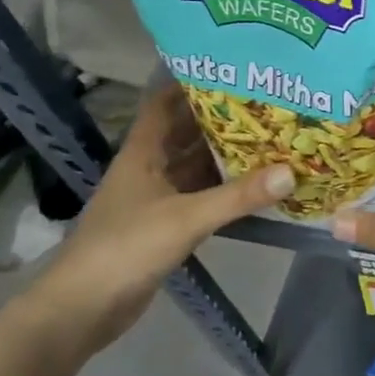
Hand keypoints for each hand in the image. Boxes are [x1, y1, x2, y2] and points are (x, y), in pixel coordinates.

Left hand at [20, 86, 291, 356]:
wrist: (83, 308)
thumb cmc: (125, 248)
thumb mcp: (186, 218)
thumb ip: (238, 196)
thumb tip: (291, 171)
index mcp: (143, 153)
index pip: (165, 103)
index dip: (192, 81)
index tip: (232, 67)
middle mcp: (150, 168)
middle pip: (188, 132)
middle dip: (224, 117)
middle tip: (269, 101)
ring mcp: (158, 198)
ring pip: (197, 165)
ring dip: (228, 154)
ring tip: (273, 135)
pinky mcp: (167, 225)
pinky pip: (203, 195)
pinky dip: (227, 188)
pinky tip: (258, 184)